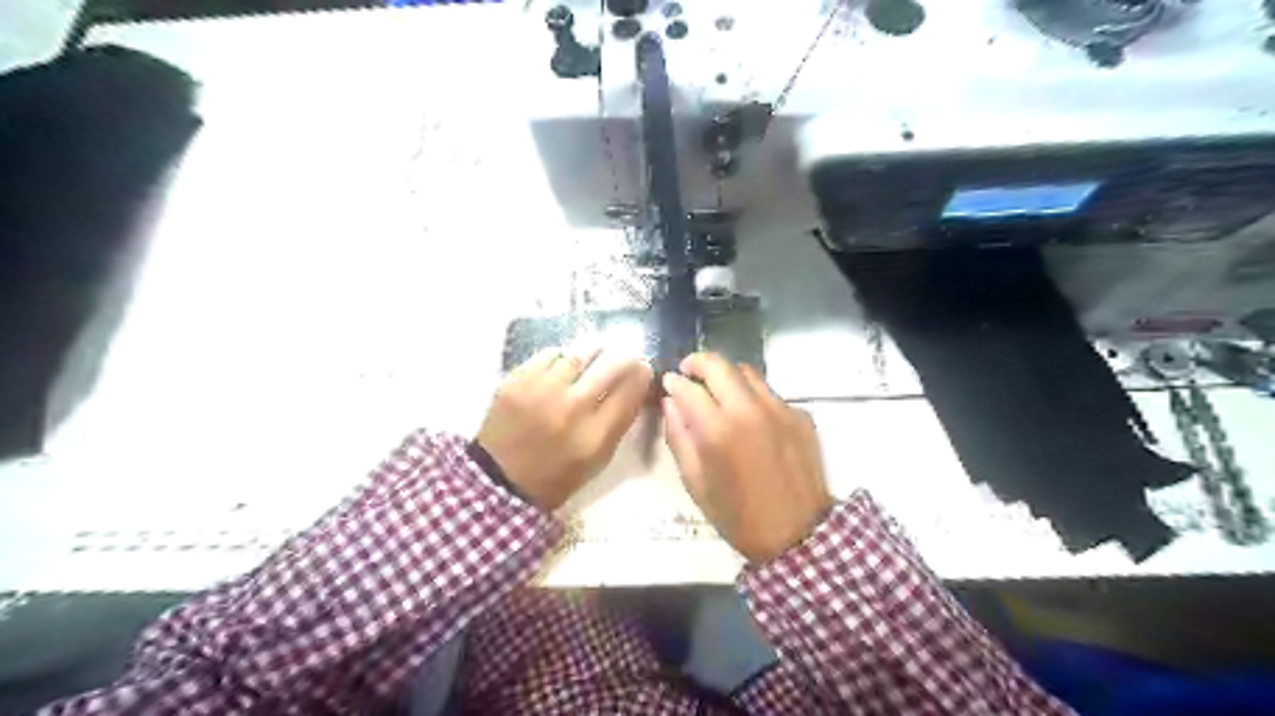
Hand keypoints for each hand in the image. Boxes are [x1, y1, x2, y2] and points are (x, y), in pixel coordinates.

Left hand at [480, 346, 656, 509]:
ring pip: (580, 354)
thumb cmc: (557, 475)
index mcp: (594, 435)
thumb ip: (619, 422)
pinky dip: (561, 360)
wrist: (500, 480)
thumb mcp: (598, 459)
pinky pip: (550, 355)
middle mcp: (571, 408)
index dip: (641, 373)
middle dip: (623, 358)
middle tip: (623, 357)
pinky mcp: (517, 380)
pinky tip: (560, 370)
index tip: (642, 367)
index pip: (630, 390)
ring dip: (590, 357)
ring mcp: (541, 390)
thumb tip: (637, 383)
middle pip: (611, 364)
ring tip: (590, 362)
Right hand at [657, 352, 839, 565]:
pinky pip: (770, 393)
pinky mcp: (801, 414)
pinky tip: (751, 417)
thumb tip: (671, 403)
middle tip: (688, 371)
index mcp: (718, 430)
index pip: (688, 387)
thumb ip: (678, 437)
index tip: (669, 384)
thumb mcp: (695, 482)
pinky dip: (753, 396)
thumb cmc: (738, 515)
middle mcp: (749, 409)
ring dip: (727, 375)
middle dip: (698, 362)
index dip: (673, 382)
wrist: (798, 534)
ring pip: (748, 372)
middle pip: (719, 365)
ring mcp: (780, 408)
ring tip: (719, 390)